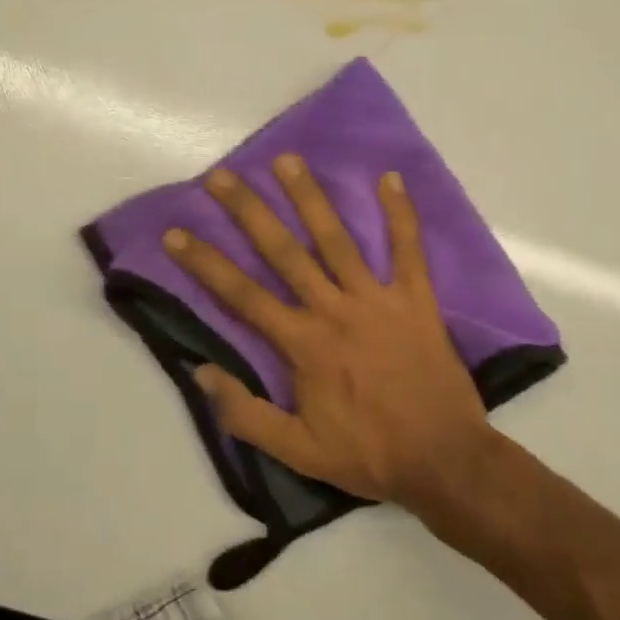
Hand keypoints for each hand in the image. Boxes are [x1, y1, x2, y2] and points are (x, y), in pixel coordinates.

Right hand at [163, 155, 496, 511]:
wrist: (444, 459)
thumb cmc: (368, 455)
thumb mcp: (298, 451)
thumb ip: (246, 414)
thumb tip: (201, 372)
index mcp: (303, 344)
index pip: (242, 295)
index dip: (205, 263)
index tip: (175, 234)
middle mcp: (335, 310)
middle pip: (283, 252)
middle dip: (249, 212)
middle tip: (221, 176)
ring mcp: (378, 300)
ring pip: (338, 239)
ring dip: (310, 198)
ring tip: (287, 160)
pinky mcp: (417, 300)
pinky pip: (409, 249)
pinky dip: (401, 214)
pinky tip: (390, 177)